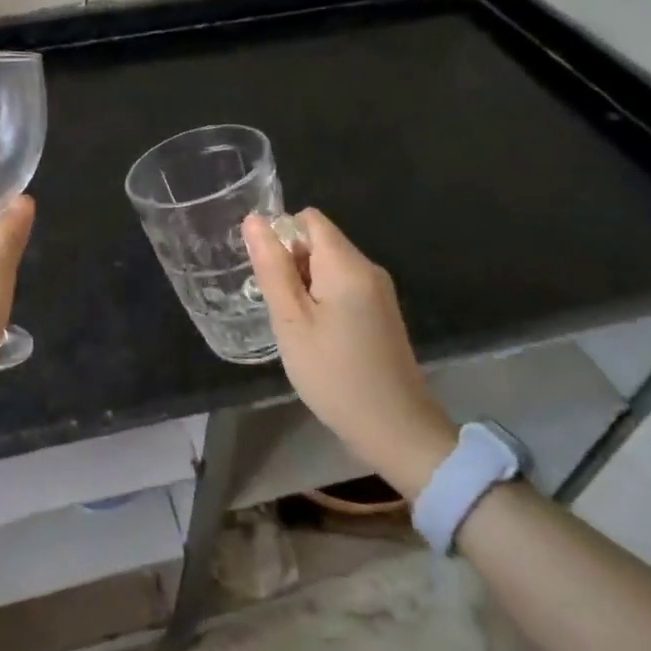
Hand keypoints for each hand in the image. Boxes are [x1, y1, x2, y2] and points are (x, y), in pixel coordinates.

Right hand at [244, 208, 456, 496]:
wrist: (396, 431)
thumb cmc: (334, 374)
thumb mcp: (291, 321)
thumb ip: (272, 267)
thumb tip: (254, 220)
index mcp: (347, 264)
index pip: (308, 219)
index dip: (281, 236)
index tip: (268, 274)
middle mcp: (368, 268)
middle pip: (319, 241)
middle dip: (291, 262)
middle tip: (278, 307)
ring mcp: (380, 292)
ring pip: (330, 266)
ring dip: (304, 284)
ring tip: (294, 326)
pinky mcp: (382, 314)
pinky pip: (344, 287)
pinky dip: (323, 300)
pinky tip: (317, 337)